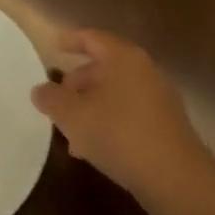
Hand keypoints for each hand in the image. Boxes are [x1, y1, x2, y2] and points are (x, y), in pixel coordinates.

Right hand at [31, 29, 212, 203]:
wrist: (174, 176)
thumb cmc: (118, 135)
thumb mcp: (73, 116)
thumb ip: (51, 99)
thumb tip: (40, 89)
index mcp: (123, 58)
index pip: (92, 38)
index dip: (71, 40)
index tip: (54, 46)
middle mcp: (144, 70)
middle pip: (104, 67)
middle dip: (77, 83)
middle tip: (56, 102)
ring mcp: (159, 96)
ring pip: (115, 93)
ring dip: (90, 107)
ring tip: (70, 133)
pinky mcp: (166, 123)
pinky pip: (129, 112)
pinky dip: (108, 121)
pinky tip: (94, 148)